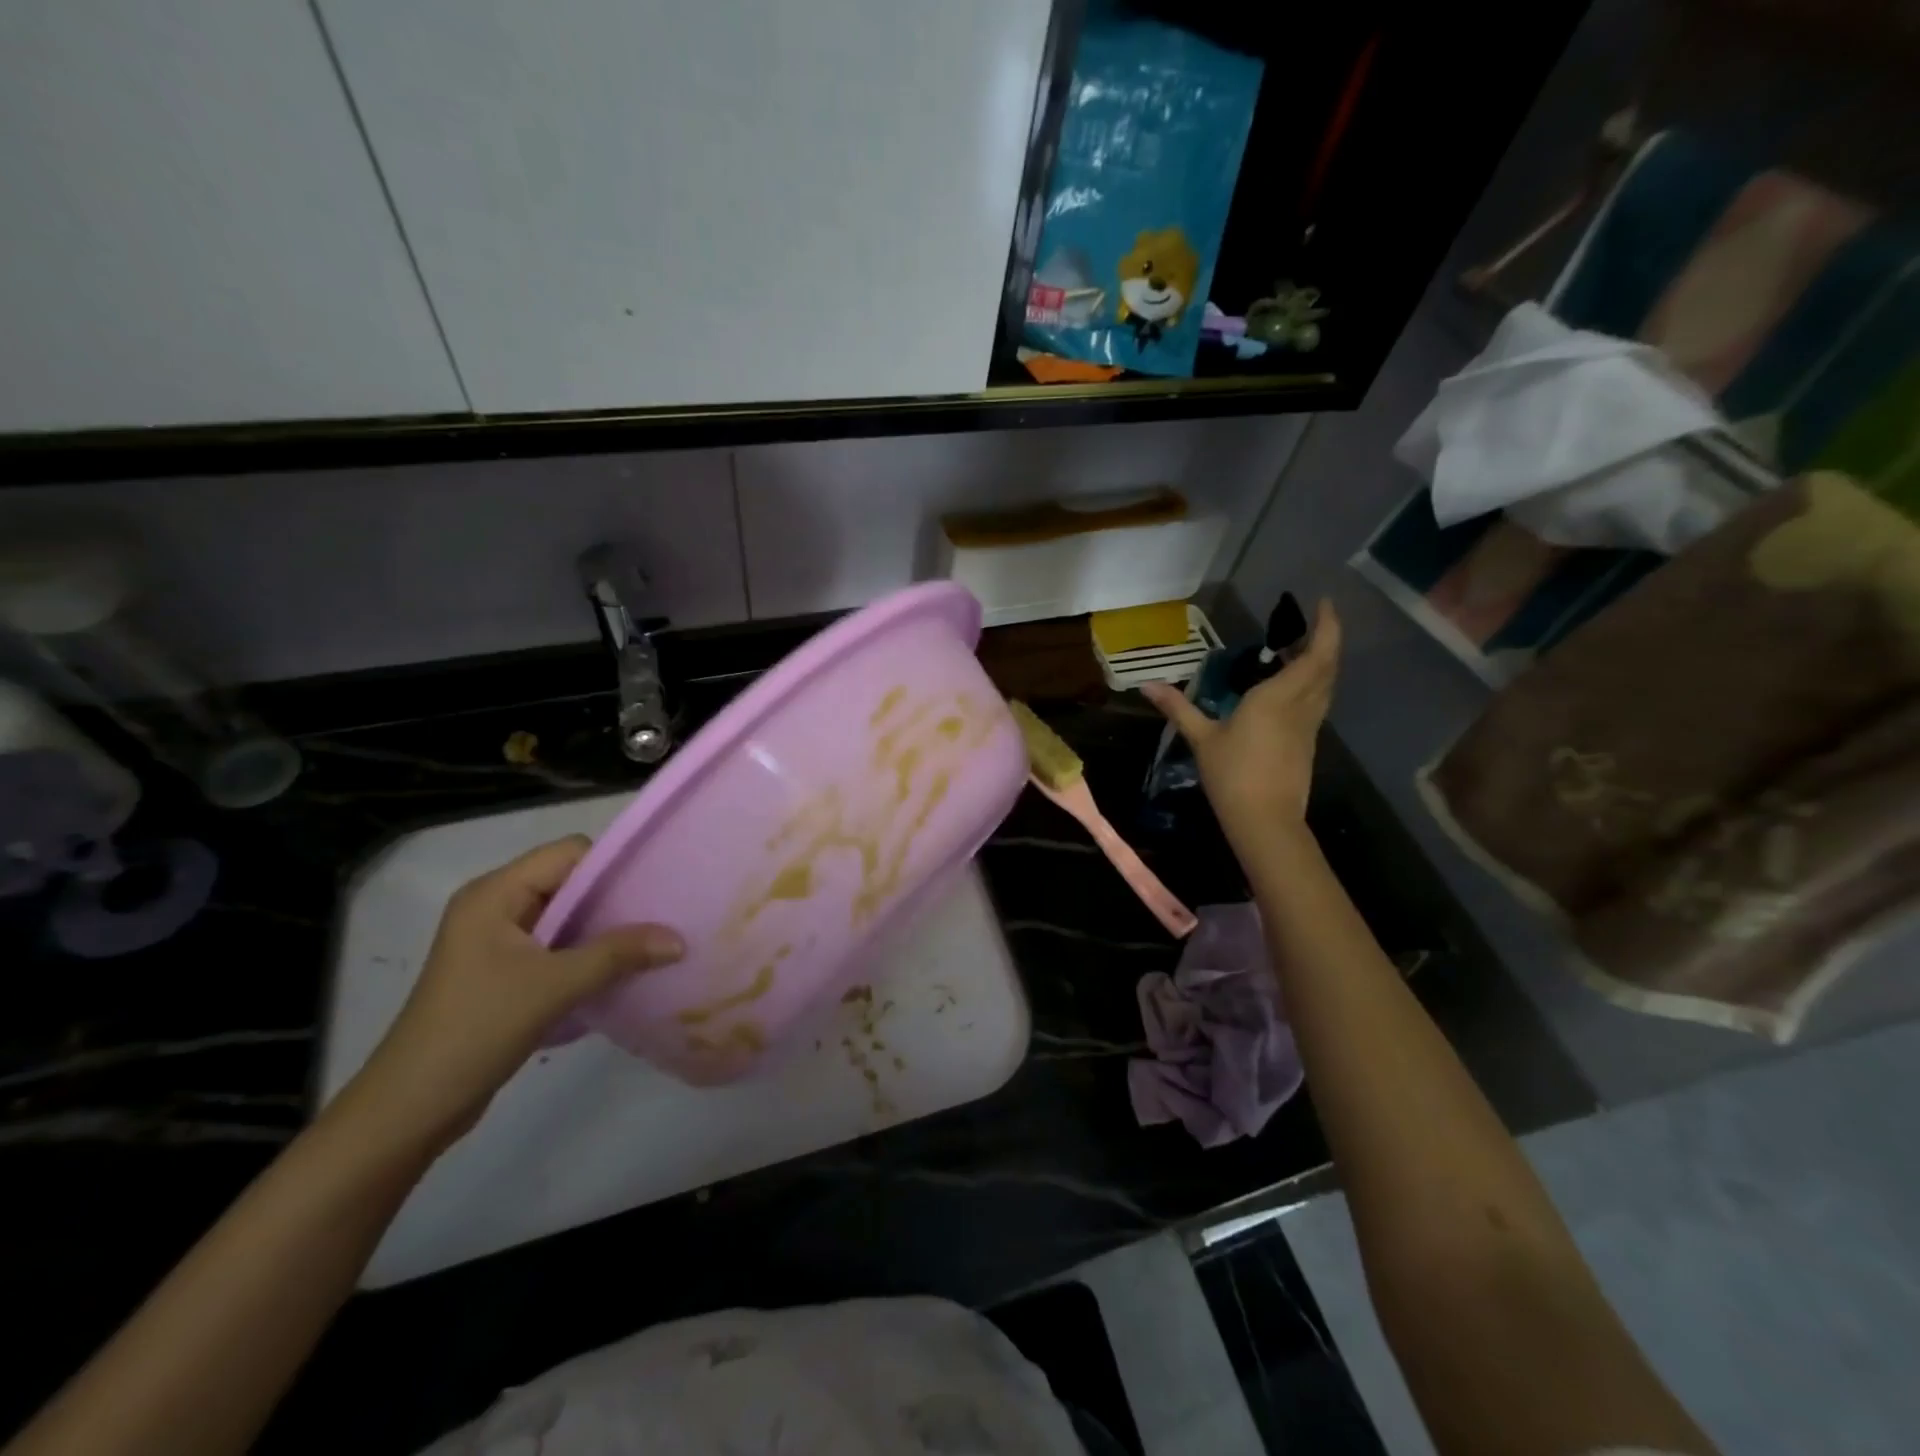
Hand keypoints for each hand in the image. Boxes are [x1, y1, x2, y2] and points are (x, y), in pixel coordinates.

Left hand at [350, 836, 684, 1148]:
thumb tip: (678, 939)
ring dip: (603, 930)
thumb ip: (618, 954)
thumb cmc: (477, 1029)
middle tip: (662, 916)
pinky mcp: (502, 973)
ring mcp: (496, 942)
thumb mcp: (555, 986)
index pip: (568, 853)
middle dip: (614, 899)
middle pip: (568, 882)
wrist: (411, 1108)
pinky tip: (618, 973)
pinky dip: (586, 955)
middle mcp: (494, 907)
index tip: (655, 887)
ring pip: (565, 917)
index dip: (611, 865)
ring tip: (650, 944)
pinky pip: (556, 947)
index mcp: (495, 894)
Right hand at [1141, 598, 1340, 856]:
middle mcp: (1301, 706)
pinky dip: (1313, 684)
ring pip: (1326, 685)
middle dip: (1327, 639)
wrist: (1265, 820)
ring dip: (1321, 662)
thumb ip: (1178, 708)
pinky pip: (1318, 702)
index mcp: (1278, 697)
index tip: (1323, 603)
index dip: (1326, 627)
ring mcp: (1309, 726)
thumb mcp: (1201, 738)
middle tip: (1311, 621)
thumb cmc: (1232, 774)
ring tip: (1300, 649)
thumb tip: (1146, 685)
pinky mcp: (1308, 743)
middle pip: (1327, 666)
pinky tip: (1293, 688)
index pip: (1315, 654)